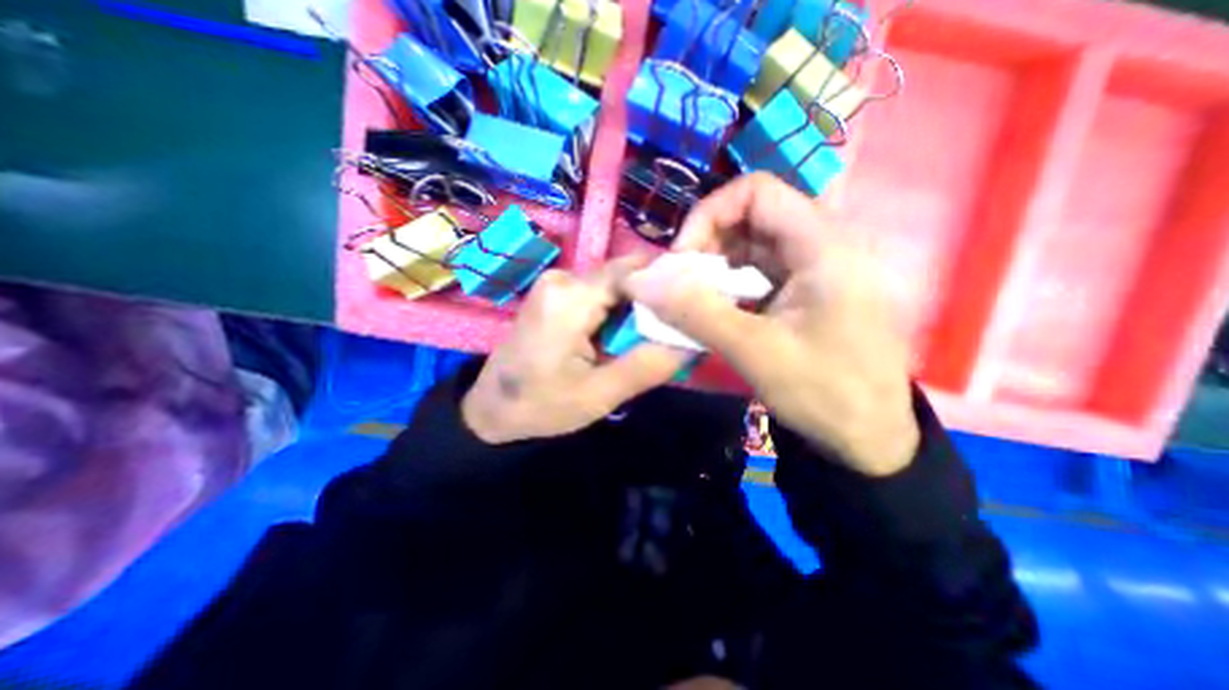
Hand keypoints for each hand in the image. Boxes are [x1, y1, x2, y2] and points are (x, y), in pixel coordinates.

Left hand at [461, 256, 688, 440]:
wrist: (491, 410)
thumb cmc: (541, 406)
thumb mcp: (600, 394)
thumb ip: (649, 365)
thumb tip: (694, 339)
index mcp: (571, 298)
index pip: (634, 270)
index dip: (667, 284)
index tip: (691, 308)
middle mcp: (563, 278)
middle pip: (625, 277)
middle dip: (651, 302)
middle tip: (670, 335)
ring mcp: (556, 284)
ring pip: (614, 285)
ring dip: (633, 310)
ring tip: (645, 340)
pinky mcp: (554, 294)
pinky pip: (598, 294)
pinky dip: (615, 312)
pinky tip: (618, 338)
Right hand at [624, 172, 921, 474]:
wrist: (870, 437)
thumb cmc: (826, 394)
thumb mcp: (755, 352)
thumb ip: (696, 313)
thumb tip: (642, 281)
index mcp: (822, 245)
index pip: (755, 191)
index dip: (709, 216)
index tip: (683, 260)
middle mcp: (819, 245)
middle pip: (748, 218)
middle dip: (706, 247)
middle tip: (680, 288)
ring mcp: (811, 269)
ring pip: (748, 247)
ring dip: (712, 270)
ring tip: (691, 303)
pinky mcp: (801, 292)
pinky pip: (754, 274)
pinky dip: (726, 288)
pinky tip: (713, 313)